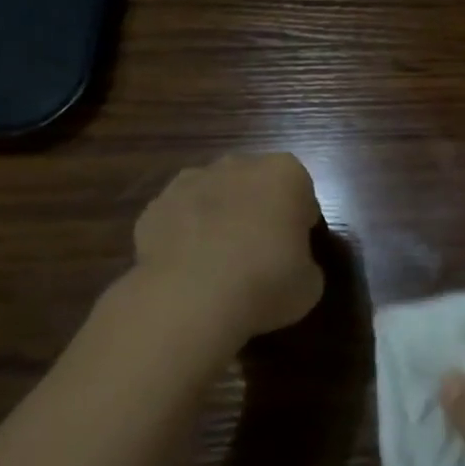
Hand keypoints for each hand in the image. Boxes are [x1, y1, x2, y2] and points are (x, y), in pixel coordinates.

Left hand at [126, 153, 323, 347]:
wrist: (190, 300)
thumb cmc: (266, 283)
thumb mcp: (309, 283)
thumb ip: (303, 262)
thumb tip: (291, 266)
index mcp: (285, 173)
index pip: (301, 192)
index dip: (299, 222)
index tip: (295, 250)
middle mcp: (239, 165)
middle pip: (254, 184)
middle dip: (257, 210)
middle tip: (259, 254)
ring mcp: (191, 182)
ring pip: (213, 195)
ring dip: (218, 217)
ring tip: (218, 264)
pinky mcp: (154, 207)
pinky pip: (179, 218)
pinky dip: (183, 236)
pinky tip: (187, 270)